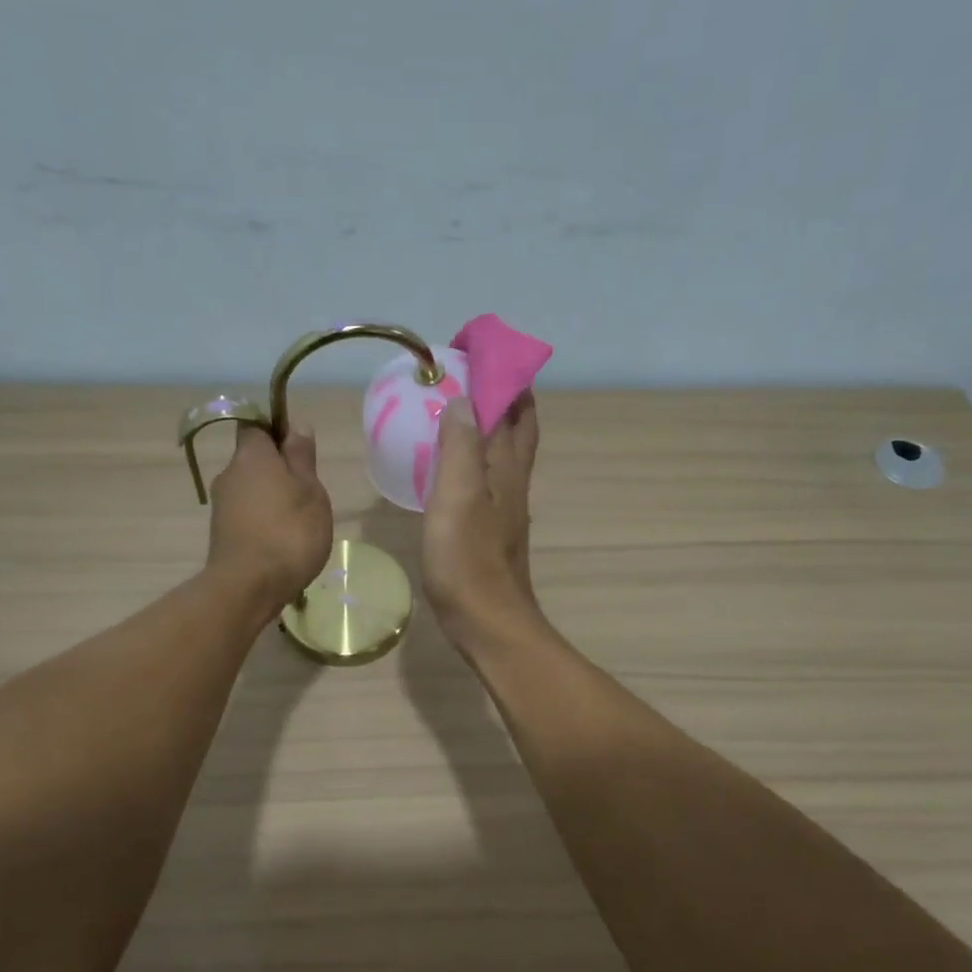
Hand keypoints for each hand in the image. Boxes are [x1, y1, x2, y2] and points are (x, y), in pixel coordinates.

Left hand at [208, 425, 333, 620]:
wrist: (249, 587)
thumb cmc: (289, 531)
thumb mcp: (310, 490)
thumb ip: (302, 457)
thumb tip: (296, 426)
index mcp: (250, 455)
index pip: (257, 427)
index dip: (277, 433)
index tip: (301, 453)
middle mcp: (229, 474)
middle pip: (253, 461)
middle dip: (278, 471)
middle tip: (308, 493)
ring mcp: (221, 506)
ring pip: (251, 490)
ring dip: (272, 499)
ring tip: (299, 523)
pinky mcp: (222, 534)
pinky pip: (247, 516)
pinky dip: (263, 523)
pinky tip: (282, 543)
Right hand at [423, 395, 542, 650]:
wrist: (487, 621)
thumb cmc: (467, 559)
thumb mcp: (457, 497)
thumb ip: (460, 447)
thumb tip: (461, 399)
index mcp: (507, 467)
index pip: (516, 407)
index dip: (504, 375)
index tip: (479, 349)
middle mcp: (512, 481)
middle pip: (518, 428)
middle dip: (505, 395)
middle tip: (472, 374)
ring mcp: (505, 507)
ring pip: (504, 452)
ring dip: (490, 424)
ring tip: (458, 409)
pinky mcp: (492, 529)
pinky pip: (488, 477)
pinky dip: (475, 456)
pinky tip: (453, 465)